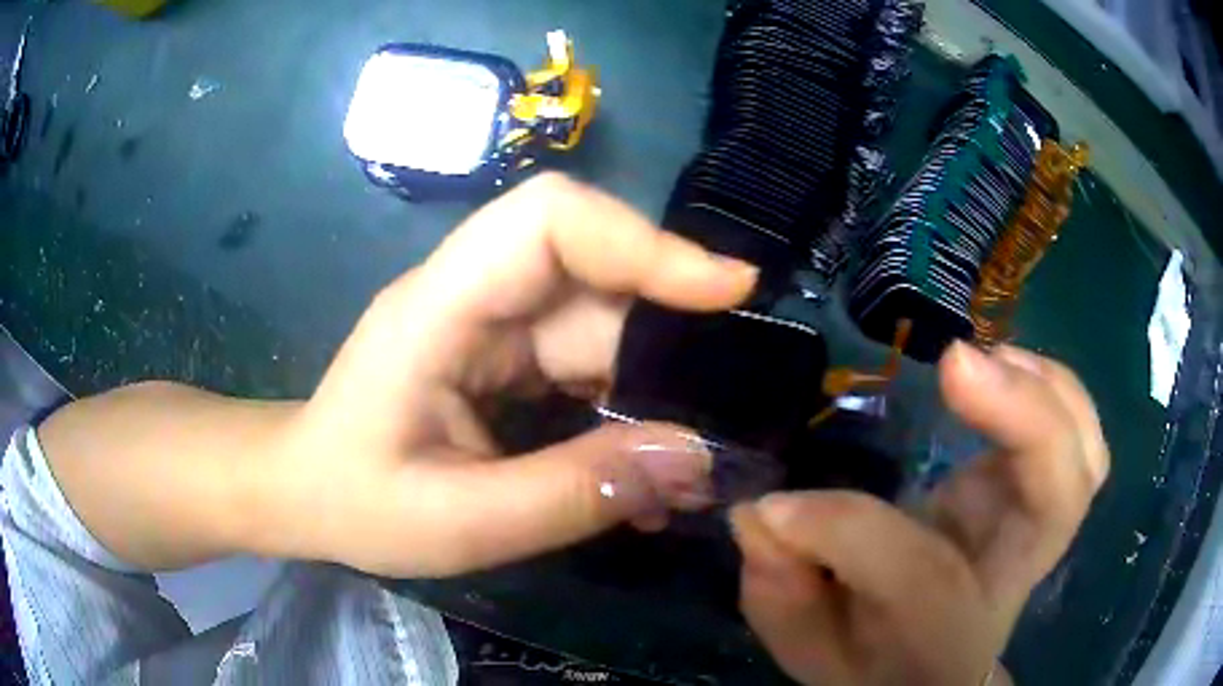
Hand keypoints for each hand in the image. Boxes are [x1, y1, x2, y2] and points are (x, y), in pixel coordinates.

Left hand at [261, 173, 756, 576]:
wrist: (305, 493)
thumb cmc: (354, 502)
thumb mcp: (458, 522)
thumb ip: (572, 493)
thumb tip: (691, 459)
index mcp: (437, 308)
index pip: (549, 219)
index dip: (644, 241)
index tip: (727, 290)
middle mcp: (472, 295)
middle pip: (595, 277)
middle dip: (670, 337)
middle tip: (727, 409)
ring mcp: (492, 323)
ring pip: (603, 323)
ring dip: (656, 386)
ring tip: (691, 464)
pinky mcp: (507, 356)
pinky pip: (589, 362)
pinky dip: (630, 407)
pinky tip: (646, 468)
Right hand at [731, 343, 1109, 685]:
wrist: (930, 671)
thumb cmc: (869, 660)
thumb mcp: (810, 644)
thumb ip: (782, 593)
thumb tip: (762, 515)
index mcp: (944, 635)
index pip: (920, 575)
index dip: (847, 530)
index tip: (776, 508)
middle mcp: (1007, 579)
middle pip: (1058, 500)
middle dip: (1023, 419)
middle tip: (954, 364)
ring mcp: (1036, 534)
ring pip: (1084, 459)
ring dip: (1048, 392)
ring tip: (988, 357)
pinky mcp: (1039, 497)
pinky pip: (1079, 440)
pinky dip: (1055, 391)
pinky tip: (1007, 365)